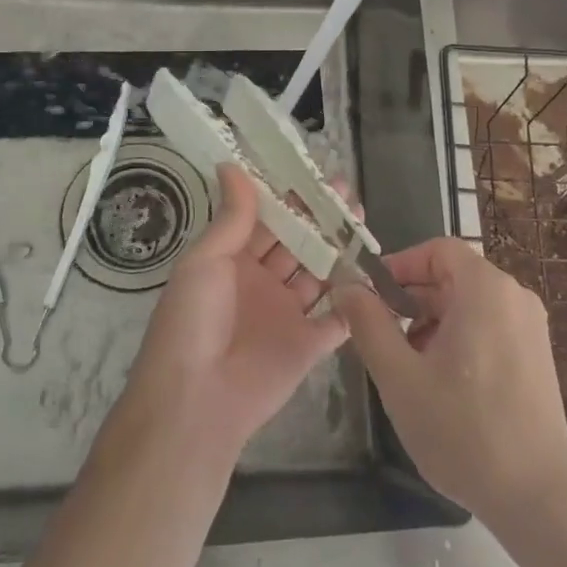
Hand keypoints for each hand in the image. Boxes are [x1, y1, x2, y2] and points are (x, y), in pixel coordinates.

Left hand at [117, 163, 348, 463]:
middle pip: (296, 242)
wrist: (196, 402)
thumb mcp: (205, 261)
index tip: (312, 170)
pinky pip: (338, 317)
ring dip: (339, 248)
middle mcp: (262, 283)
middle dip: (319, 217)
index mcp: (233, 261)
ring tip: (362, 218)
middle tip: (346, 189)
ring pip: (319, 273)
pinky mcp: (310, 344)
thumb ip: (232, 217)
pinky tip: (373, 272)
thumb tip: (232, 164)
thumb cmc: (193, 320)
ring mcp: (288, 314)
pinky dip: (355, 298)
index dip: (288, 197)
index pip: (265, 220)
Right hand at [334, 238, 566, 529]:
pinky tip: (441, 380)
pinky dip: (459, 336)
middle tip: (382, 334)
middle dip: (413, 298)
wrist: (536, 498)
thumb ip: (368, 324)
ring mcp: (531, 326)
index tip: (372, 295)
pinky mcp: (537, 354)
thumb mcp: (400, 377)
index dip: (400, 264)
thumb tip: (347, 286)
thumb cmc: (462, 430)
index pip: (438, 249)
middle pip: (453, 275)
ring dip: (433, 320)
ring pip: (469, 302)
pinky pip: (489, 324)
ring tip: (408, 364)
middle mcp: (514, 296)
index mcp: (485, 289)